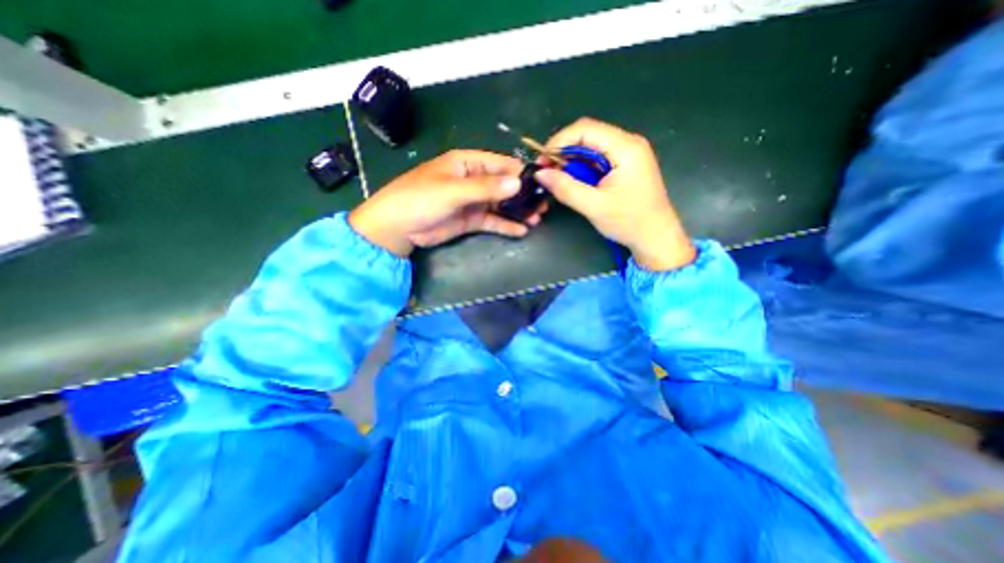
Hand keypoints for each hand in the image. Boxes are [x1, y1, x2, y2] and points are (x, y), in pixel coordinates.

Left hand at [347, 149, 548, 255]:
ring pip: (501, 204)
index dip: (520, 173)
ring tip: (537, 218)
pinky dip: (506, 225)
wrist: (398, 227)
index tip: (541, 184)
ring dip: (518, 211)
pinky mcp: (471, 220)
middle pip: (504, 185)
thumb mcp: (452, 190)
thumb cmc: (420, 199)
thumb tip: (517, 184)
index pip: (500, 164)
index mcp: (467, 163)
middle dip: (523, 195)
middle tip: (543, 205)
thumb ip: (485, 188)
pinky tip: (522, 230)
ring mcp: (473, 201)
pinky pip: (493, 220)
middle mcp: (473, 180)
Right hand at [537, 117, 695, 270]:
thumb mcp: (594, 206)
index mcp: (626, 147)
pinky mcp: (625, 165)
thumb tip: (540, 174)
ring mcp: (628, 154)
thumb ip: (565, 188)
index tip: (542, 162)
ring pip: (591, 147)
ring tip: (558, 179)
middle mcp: (628, 143)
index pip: (585, 129)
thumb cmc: (629, 222)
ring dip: (571, 161)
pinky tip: (574, 181)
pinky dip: (582, 168)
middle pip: (588, 135)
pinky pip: (598, 158)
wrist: (655, 237)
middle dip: (563, 151)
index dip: (559, 141)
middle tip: (547, 172)